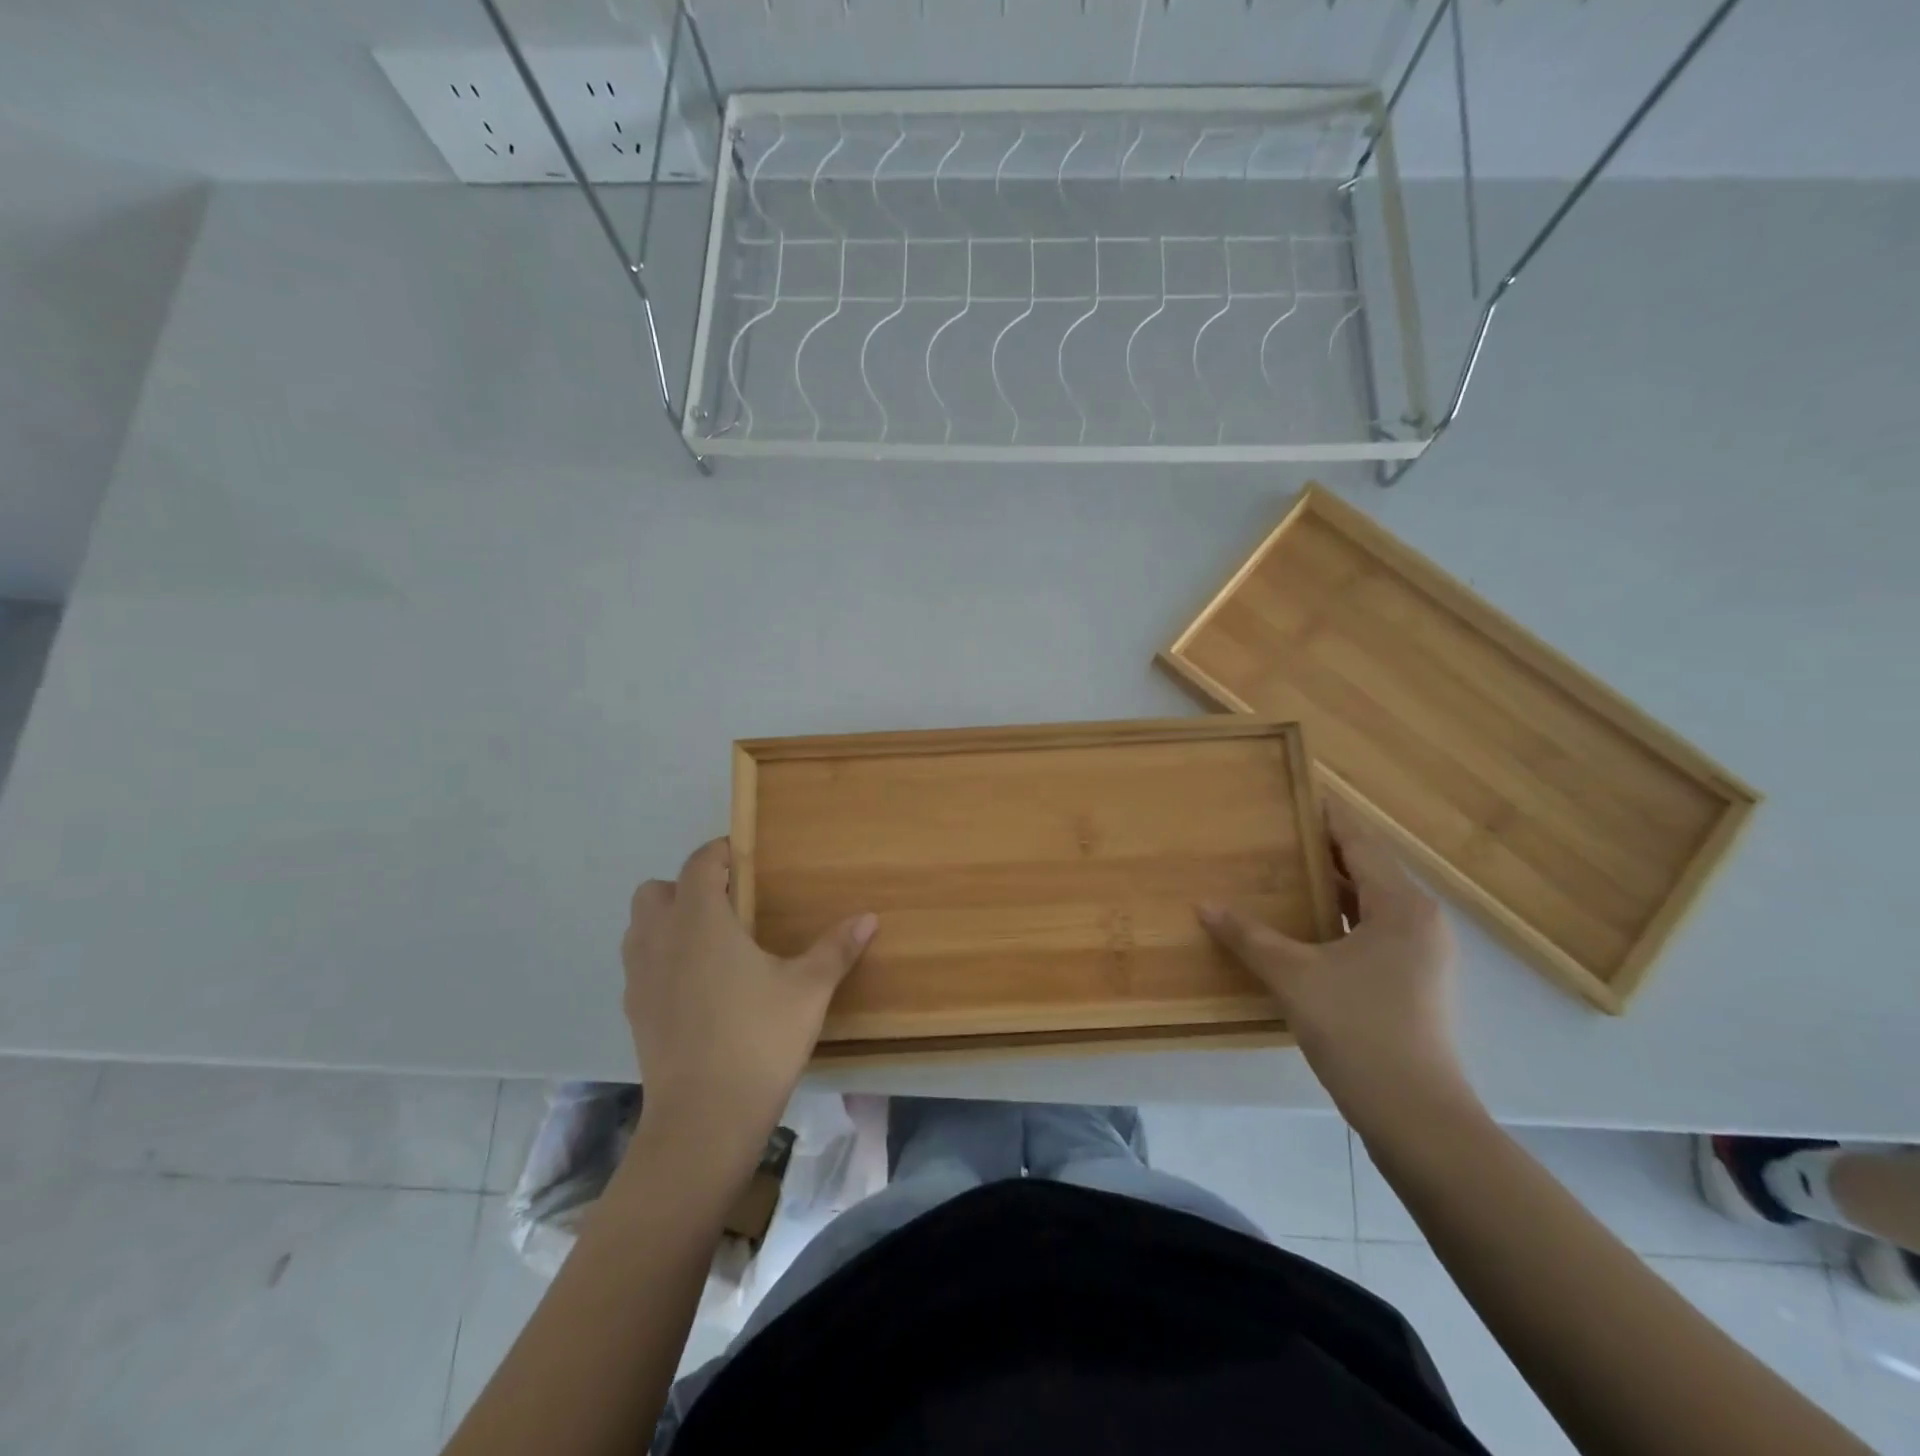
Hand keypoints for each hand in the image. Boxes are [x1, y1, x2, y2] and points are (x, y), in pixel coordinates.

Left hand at [621, 838, 876, 1164]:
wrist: (703, 1120)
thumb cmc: (759, 1040)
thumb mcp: (808, 990)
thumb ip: (836, 948)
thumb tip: (869, 917)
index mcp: (700, 921)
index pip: (700, 863)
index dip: (721, 852)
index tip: (746, 857)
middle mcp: (660, 939)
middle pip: (657, 890)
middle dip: (687, 886)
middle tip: (728, 905)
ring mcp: (640, 978)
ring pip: (640, 927)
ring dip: (668, 921)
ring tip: (711, 942)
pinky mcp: (633, 1013)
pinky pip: (640, 964)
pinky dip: (661, 958)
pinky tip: (697, 986)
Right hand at [1199, 800, 1475, 1128]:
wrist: (1416, 1115)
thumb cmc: (1359, 1028)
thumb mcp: (1294, 976)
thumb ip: (1249, 936)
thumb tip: (1205, 906)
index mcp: (1402, 906)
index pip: (1360, 843)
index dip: (1328, 817)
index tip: (1297, 794)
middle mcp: (1419, 921)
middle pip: (1367, 870)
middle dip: (1323, 850)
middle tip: (1275, 832)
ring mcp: (1421, 955)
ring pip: (1370, 904)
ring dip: (1330, 887)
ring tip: (1282, 871)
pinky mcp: (1412, 984)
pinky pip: (1371, 932)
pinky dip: (1338, 919)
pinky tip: (1302, 926)